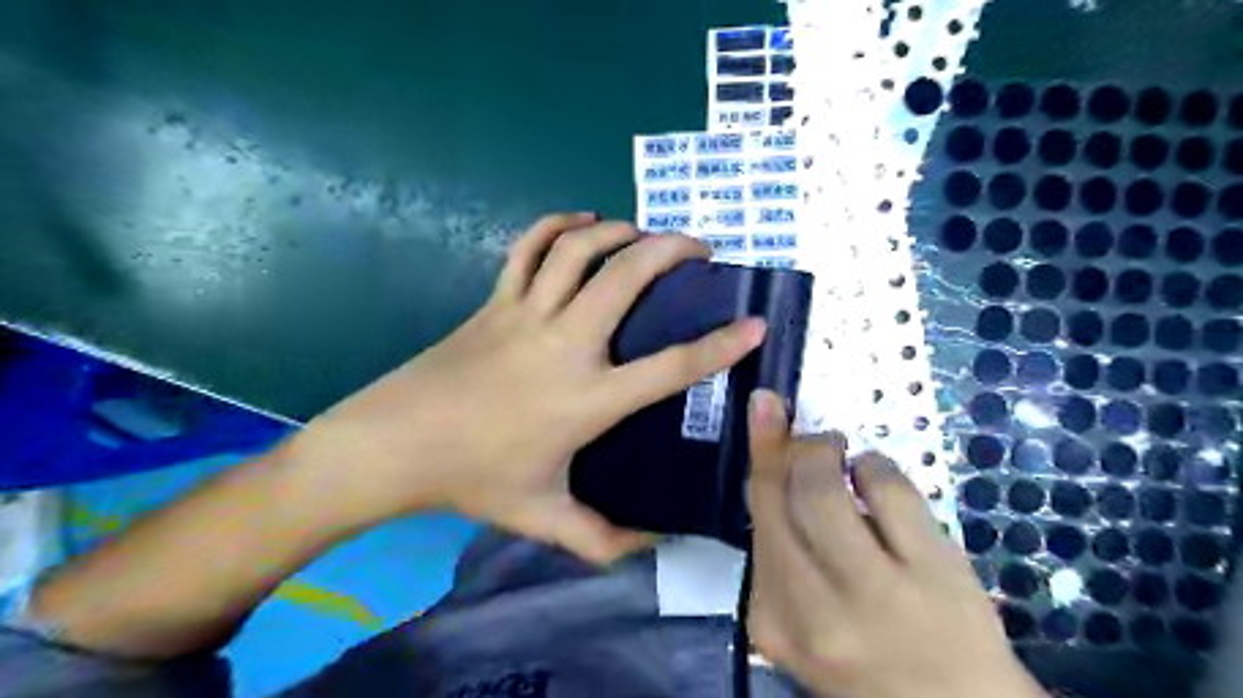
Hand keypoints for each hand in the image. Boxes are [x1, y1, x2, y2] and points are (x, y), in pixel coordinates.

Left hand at [293, 214, 766, 561]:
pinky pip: (528, 248)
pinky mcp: (496, 301)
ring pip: (579, 249)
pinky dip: (557, 225)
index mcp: (586, 399)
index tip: (753, 325)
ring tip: (644, 234)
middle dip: (672, 251)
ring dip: (619, 230)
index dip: (720, 346)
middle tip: (699, 248)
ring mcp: (526, 314)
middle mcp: (565, 345)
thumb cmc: (472, 479)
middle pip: (627, 277)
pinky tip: (580, 223)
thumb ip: (602, 538)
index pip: (670, 368)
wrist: (394, 445)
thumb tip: (653, 544)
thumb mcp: (543, 517)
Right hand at [741, 392, 1041, 696]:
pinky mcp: (932, 575)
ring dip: (826, 449)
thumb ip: (783, 548)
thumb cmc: (870, 656)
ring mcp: (873, 592)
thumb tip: (772, 457)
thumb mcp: (804, 614)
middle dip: (791, 446)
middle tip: (811, 441)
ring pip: (822, 487)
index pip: (756, 516)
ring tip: (840, 452)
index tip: (765, 406)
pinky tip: (877, 477)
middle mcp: (812, 608)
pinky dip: (874, 464)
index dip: (761, 452)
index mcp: (773, 620)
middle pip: (782, 495)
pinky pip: (886, 487)